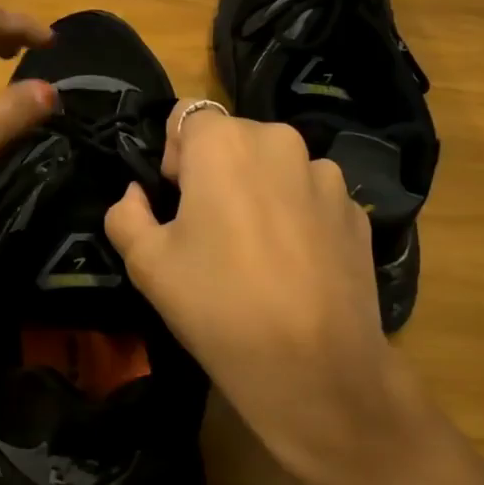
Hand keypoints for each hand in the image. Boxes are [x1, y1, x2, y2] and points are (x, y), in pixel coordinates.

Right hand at [104, 101, 436, 484]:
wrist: (315, 368)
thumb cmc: (217, 305)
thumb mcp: (146, 263)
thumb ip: (125, 214)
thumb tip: (136, 195)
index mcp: (225, 143)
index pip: (186, 116)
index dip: (173, 155)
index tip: (175, 202)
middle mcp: (281, 142)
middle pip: (234, 139)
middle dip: (216, 172)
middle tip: (208, 232)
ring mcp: (328, 176)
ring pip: (276, 167)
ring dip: (259, 191)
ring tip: (257, 253)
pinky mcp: (357, 212)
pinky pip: (312, 197)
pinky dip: (296, 216)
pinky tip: (293, 268)